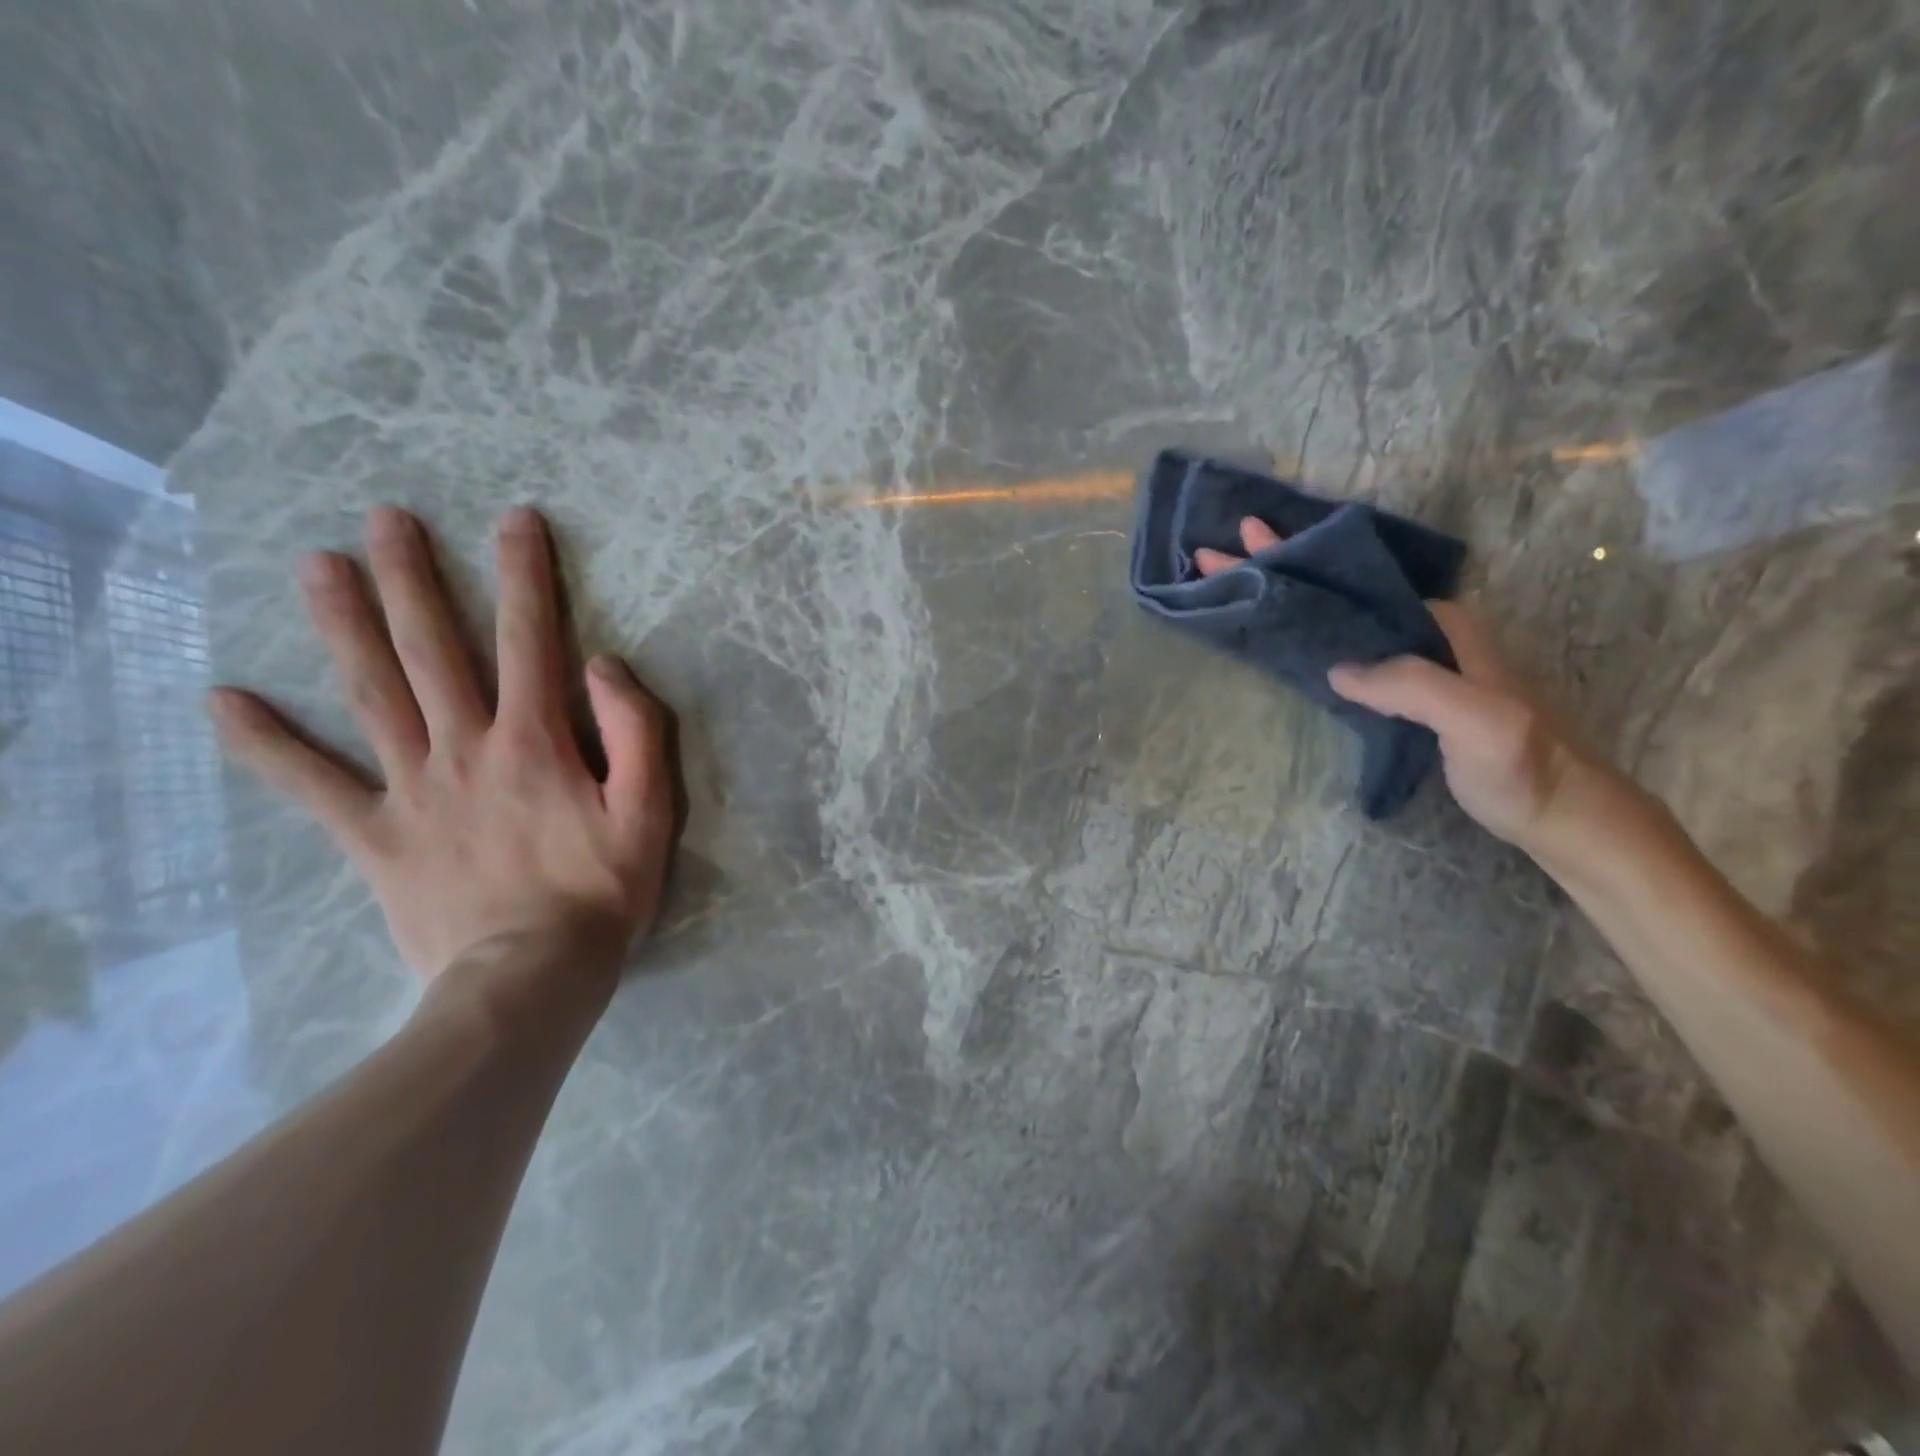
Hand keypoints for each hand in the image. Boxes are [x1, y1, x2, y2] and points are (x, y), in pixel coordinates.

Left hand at [208, 506, 674, 982]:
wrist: (530, 976)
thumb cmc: (601, 891)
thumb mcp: (650, 812)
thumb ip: (636, 733)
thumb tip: (604, 665)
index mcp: (535, 742)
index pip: (531, 640)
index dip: (526, 576)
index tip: (515, 520)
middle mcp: (464, 749)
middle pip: (432, 650)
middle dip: (413, 579)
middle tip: (385, 519)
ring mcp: (411, 790)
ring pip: (371, 694)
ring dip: (343, 626)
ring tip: (317, 567)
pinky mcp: (375, 836)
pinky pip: (313, 785)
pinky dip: (267, 745)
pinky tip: (224, 702)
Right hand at [1196, 515, 1607, 853]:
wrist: (1559, 813)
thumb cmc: (1523, 765)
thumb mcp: (1478, 721)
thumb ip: (1413, 685)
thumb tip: (1339, 667)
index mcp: (1439, 623)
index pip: (1353, 580)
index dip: (1298, 558)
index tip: (1247, 540)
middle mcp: (1422, 631)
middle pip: (1338, 590)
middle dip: (1281, 568)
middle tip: (1217, 554)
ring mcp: (1412, 662)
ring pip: (1338, 618)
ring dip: (1288, 600)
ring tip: (1236, 584)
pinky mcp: (1402, 693)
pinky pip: (1344, 650)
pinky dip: (1306, 636)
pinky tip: (1282, 635)